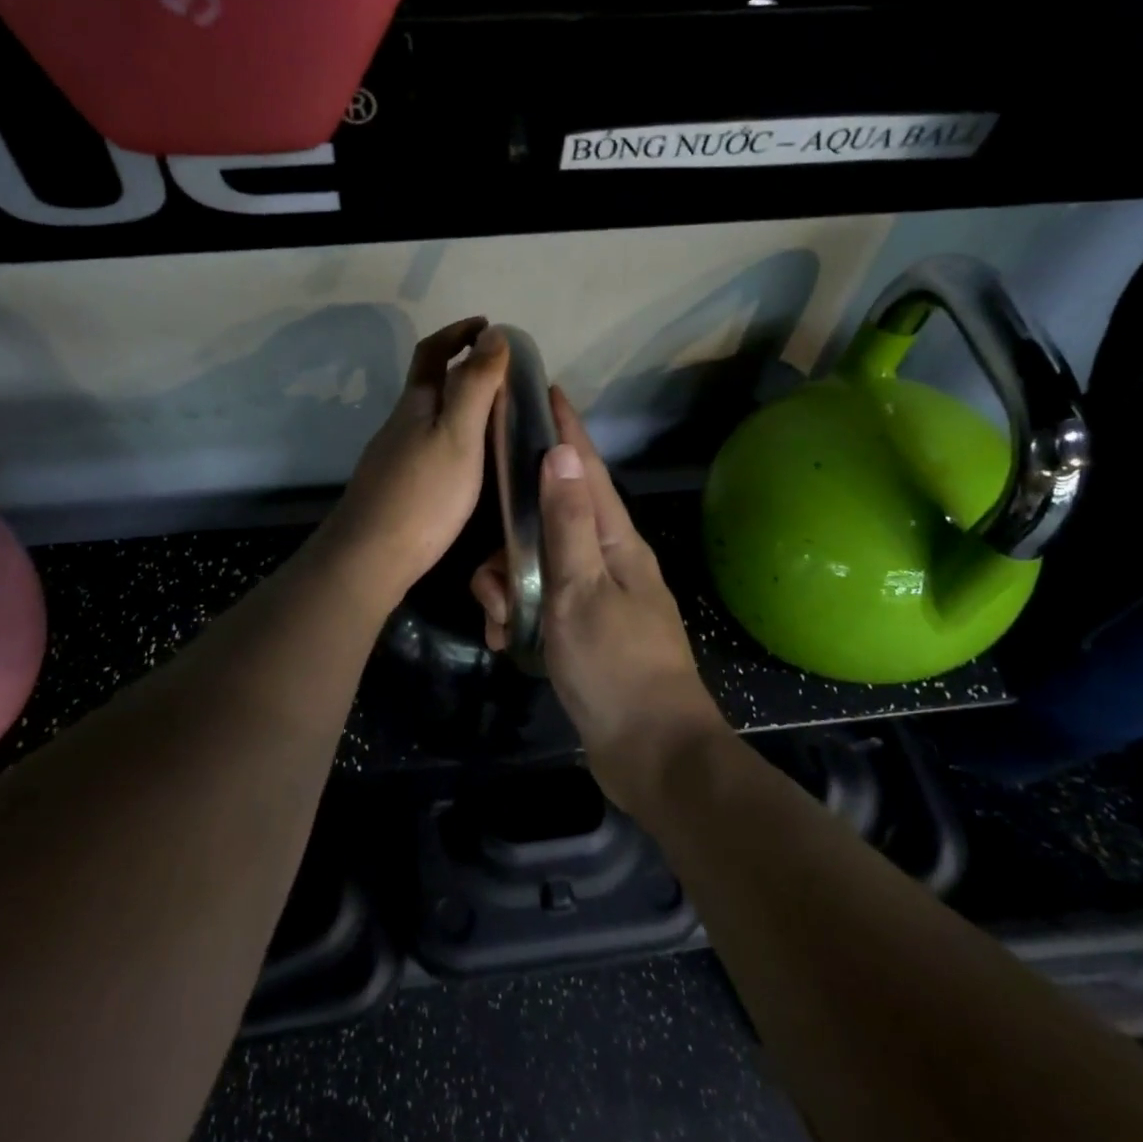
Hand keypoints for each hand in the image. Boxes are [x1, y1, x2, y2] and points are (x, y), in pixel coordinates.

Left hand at [316, 317, 509, 610]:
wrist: (369, 557)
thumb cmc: (422, 495)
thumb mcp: (458, 435)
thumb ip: (475, 386)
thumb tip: (493, 334)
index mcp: (415, 404)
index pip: (433, 351)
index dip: (458, 332)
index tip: (487, 325)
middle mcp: (400, 423)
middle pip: (428, 382)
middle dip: (461, 367)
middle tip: (503, 374)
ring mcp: (393, 456)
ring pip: (428, 416)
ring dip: (458, 405)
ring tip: (497, 417)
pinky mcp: (395, 485)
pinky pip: (428, 445)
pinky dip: (452, 436)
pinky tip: (468, 461)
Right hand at [471, 389, 728, 811]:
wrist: (650, 751)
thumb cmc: (615, 665)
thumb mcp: (580, 589)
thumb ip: (567, 522)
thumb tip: (561, 452)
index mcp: (615, 539)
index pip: (586, 468)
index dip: (567, 429)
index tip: (548, 390)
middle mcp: (608, 557)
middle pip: (550, 518)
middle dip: (512, 538)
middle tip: (492, 572)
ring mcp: (596, 593)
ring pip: (537, 562)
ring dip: (509, 586)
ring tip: (501, 621)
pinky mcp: (583, 626)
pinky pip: (540, 600)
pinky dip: (519, 614)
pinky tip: (507, 640)